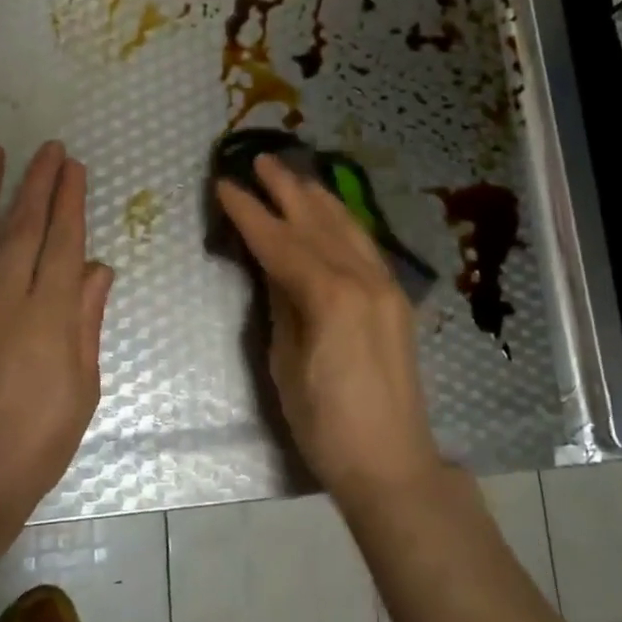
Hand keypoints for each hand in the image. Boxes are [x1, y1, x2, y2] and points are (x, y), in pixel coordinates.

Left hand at [0, 142, 115, 530]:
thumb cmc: (32, 445)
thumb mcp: (81, 390)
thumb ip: (86, 323)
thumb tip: (97, 270)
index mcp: (50, 314)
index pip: (64, 241)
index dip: (70, 201)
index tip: (73, 168)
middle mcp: (4, 296)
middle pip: (23, 226)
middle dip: (37, 182)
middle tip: (47, 148)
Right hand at [216, 155, 440, 503]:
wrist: (391, 461)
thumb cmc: (325, 423)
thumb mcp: (286, 363)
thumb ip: (281, 305)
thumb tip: (272, 268)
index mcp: (330, 296)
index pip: (280, 242)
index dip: (249, 213)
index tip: (225, 185)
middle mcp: (363, 279)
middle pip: (317, 222)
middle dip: (286, 189)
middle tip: (260, 160)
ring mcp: (386, 287)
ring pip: (347, 228)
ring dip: (318, 199)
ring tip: (294, 176)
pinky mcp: (396, 299)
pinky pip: (365, 247)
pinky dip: (343, 223)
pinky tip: (332, 214)